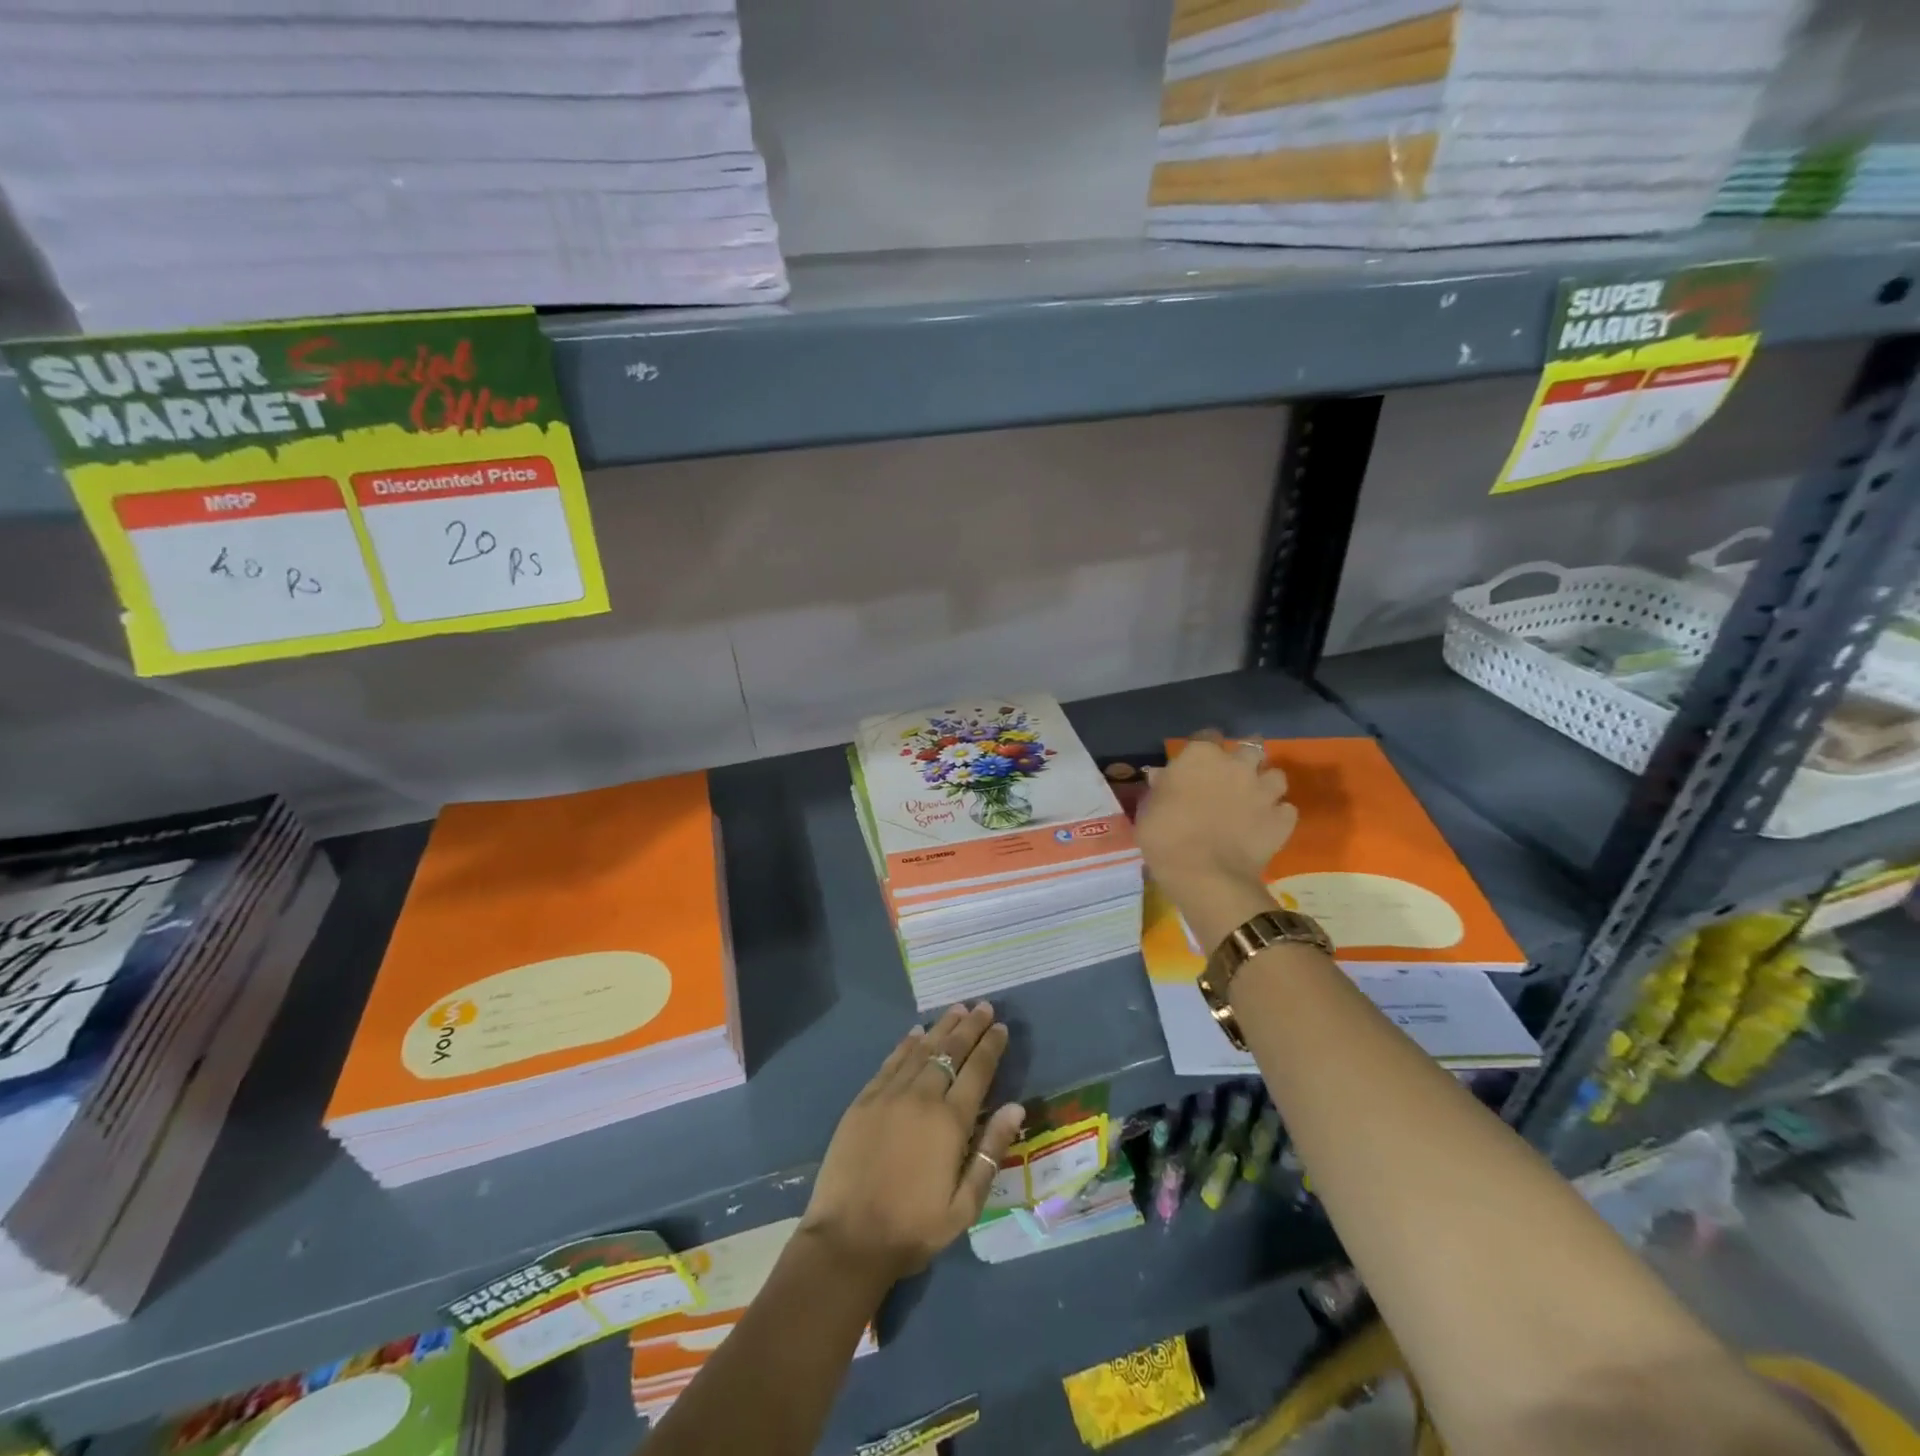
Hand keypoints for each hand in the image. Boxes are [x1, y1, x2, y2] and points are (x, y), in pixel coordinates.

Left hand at [799, 1003, 1026, 1286]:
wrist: (848, 1239)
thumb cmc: (913, 1229)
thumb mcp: (964, 1205)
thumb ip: (991, 1152)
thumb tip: (1015, 1107)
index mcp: (950, 1122)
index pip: (977, 1072)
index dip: (990, 1046)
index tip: (1000, 1026)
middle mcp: (921, 1097)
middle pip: (950, 1052)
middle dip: (969, 1027)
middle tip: (983, 1005)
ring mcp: (889, 1095)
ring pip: (921, 1050)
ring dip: (941, 1028)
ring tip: (957, 1009)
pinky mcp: (864, 1100)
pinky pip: (890, 1062)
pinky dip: (906, 1044)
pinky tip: (916, 1032)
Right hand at [1136, 731, 1296, 898]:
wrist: (1205, 875)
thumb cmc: (1165, 837)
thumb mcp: (1149, 809)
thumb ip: (1161, 788)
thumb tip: (1162, 776)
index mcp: (1201, 756)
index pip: (1206, 736)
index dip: (1203, 749)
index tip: (1196, 764)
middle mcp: (1237, 765)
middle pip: (1250, 748)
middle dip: (1243, 760)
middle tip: (1231, 777)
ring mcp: (1264, 791)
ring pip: (1275, 775)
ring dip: (1265, 784)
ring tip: (1254, 800)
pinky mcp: (1283, 819)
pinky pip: (1286, 810)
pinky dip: (1277, 815)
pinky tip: (1265, 826)